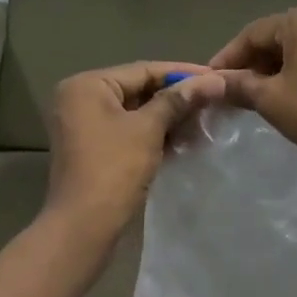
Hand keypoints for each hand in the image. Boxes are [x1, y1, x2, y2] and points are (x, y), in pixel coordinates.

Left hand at [43, 62, 225, 233]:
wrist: (83, 226)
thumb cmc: (113, 169)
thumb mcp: (148, 129)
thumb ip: (178, 100)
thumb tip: (214, 79)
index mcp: (87, 85)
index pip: (142, 70)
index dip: (182, 73)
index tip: (216, 76)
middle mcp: (80, 98)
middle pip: (138, 89)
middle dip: (176, 97)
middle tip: (214, 100)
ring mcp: (84, 125)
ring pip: (135, 112)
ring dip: (168, 117)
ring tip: (205, 121)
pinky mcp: (93, 148)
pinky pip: (128, 131)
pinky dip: (154, 134)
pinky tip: (184, 139)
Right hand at [209, 3, 296, 164]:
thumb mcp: (271, 99)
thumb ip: (239, 86)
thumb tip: (212, 83)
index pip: (252, 34)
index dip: (227, 58)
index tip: (210, 80)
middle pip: (278, 38)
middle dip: (253, 64)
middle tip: (233, 91)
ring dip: (277, 70)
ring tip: (261, 97)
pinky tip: (294, 98)